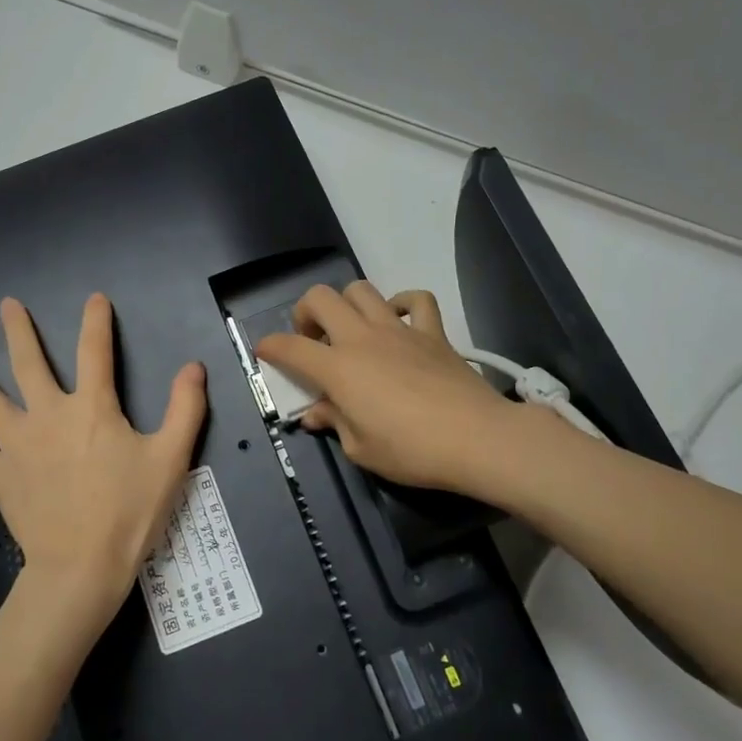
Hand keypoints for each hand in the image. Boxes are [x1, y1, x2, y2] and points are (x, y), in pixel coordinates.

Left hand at [0, 294, 206, 628]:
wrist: (82, 566)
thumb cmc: (130, 511)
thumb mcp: (171, 458)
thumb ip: (185, 408)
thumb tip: (193, 366)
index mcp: (92, 408)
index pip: (94, 351)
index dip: (96, 322)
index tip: (94, 299)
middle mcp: (48, 415)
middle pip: (29, 364)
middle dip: (19, 332)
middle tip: (8, 305)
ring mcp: (18, 445)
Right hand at [255, 282, 526, 496]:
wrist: (476, 438)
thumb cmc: (411, 451)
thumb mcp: (361, 449)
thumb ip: (334, 422)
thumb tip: (316, 413)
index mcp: (338, 368)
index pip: (289, 347)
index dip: (270, 347)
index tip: (265, 353)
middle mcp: (362, 338)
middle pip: (320, 298)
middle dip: (305, 312)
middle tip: (312, 340)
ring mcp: (399, 330)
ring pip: (361, 290)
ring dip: (347, 304)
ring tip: (351, 330)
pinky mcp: (433, 332)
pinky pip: (416, 300)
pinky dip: (403, 303)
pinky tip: (399, 321)